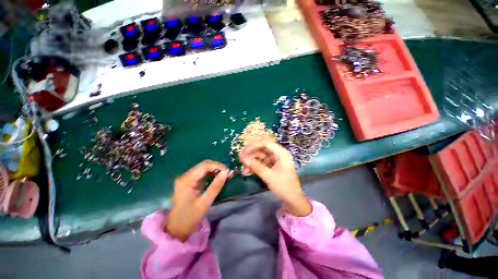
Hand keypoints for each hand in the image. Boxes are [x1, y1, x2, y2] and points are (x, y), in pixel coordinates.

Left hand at [165, 160, 229, 240]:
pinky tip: (217, 178)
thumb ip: (216, 186)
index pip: (204, 166)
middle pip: (203, 165)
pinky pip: (202, 173)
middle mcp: (185, 176)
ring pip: (203, 168)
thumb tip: (226, 172)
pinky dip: (211, 173)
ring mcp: (186, 178)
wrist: (176, 228)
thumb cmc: (190, 217)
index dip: (217, 166)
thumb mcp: (205, 202)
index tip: (228, 171)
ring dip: (215, 169)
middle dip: (217, 167)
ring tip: (224, 175)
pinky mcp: (188, 181)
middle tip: (227, 173)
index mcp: (187, 180)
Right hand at [239, 141, 311, 216]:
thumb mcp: (269, 176)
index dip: (253, 146)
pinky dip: (255, 166)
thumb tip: (244, 160)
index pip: (265, 143)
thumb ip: (256, 166)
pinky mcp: (272, 165)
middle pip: (262, 149)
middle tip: (240, 159)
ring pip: (260, 156)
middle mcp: (278, 154)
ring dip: (251, 161)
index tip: (244, 152)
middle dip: (251, 154)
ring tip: (243, 169)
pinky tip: (248, 171)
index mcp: (281, 153)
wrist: (292, 199)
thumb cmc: (284, 187)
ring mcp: (275, 160)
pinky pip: (261, 162)